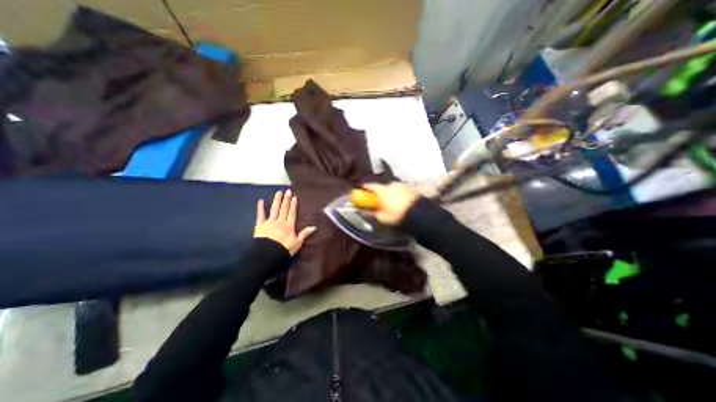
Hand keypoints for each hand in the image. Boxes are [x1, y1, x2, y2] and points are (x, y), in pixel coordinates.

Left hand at [254, 190, 315, 255]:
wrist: (267, 255)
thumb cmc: (284, 250)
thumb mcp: (297, 243)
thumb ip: (304, 234)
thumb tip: (314, 227)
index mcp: (289, 226)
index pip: (292, 213)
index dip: (293, 205)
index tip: (294, 197)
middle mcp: (280, 221)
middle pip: (284, 209)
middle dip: (286, 200)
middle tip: (288, 191)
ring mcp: (269, 222)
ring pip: (274, 209)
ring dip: (276, 200)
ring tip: (278, 192)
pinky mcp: (260, 225)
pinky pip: (260, 215)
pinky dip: (260, 208)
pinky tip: (260, 201)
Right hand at [364, 183, 420, 225]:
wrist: (421, 215)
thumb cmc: (398, 216)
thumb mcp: (382, 218)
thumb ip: (371, 213)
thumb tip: (361, 211)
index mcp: (382, 190)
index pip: (369, 185)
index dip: (364, 188)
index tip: (361, 190)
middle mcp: (392, 184)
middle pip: (382, 186)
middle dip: (379, 192)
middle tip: (378, 199)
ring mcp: (403, 184)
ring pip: (392, 187)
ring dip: (390, 192)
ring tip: (391, 201)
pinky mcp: (412, 187)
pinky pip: (401, 189)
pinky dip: (399, 193)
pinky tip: (401, 201)